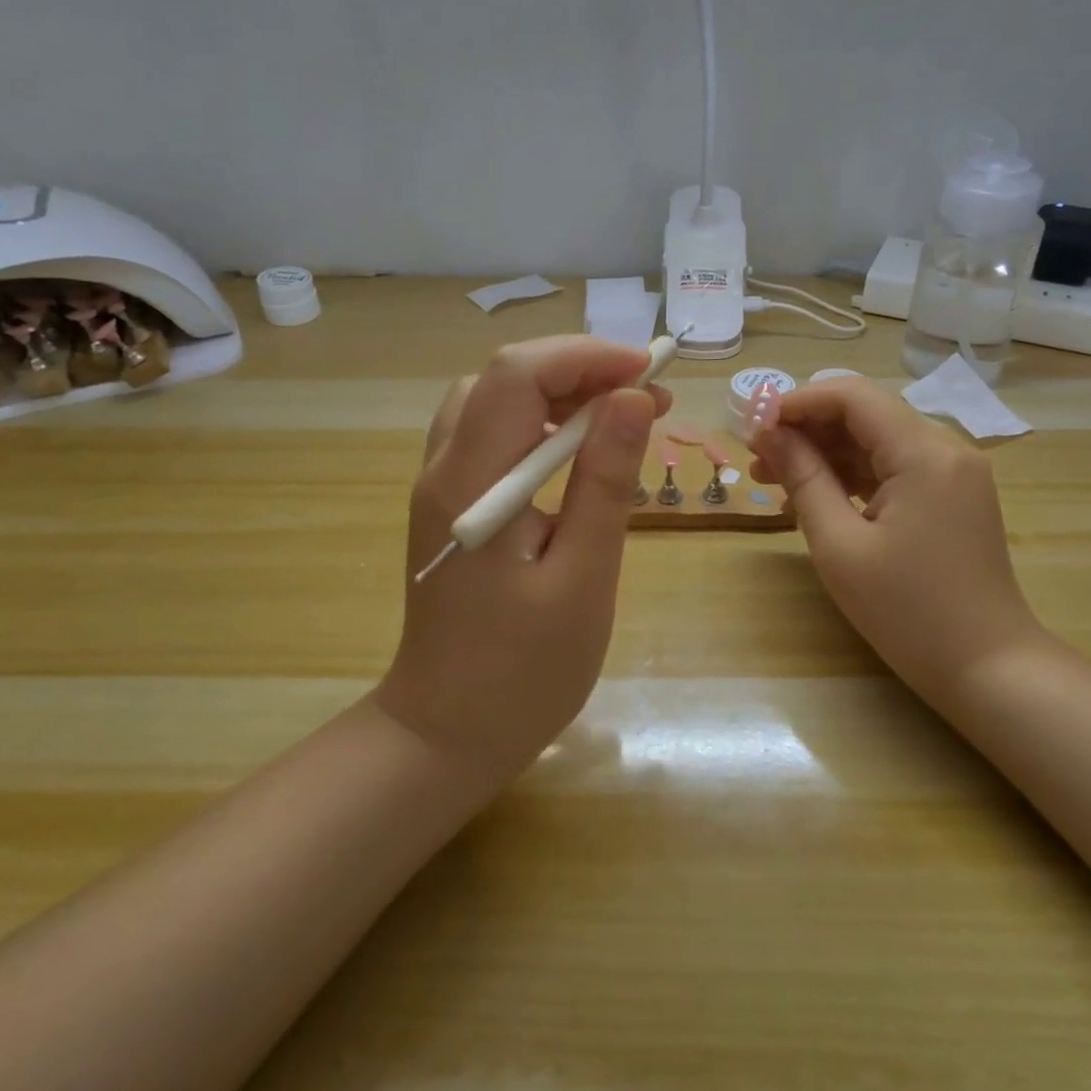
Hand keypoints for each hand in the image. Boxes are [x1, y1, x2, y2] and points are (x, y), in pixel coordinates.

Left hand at [377, 336, 666, 784]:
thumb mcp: (582, 577)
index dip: (587, 358)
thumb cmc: (523, 671)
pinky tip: (577, 454)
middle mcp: (444, 469)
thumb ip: (604, 482)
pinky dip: (538, 425)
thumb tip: (631, 399)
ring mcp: (440, 486)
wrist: (447, 732)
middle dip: (580, 372)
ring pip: (494, 401)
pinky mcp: (450, 506)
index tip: (650, 375)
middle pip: (504, 378)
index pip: (519, 374)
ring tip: (620, 419)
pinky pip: (491, 436)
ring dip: (559, 394)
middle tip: (648, 401)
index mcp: (472, 484)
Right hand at [750, 376, 1042, 708]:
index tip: (753, 427)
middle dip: (806, 430)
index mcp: (924, 453)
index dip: (796, 402)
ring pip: (875, 442)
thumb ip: (803, 478)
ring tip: (771, 481)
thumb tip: (767, 433)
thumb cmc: (908, 612)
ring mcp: (953, 473)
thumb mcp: (840, 546)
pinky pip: (892, 470)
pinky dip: (850, 477)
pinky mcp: (951, 496)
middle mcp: (946, 449)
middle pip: (864, 415)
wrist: (988, 669)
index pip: (852, 397)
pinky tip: (812, 500)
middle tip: (756, 459)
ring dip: (824, 454)